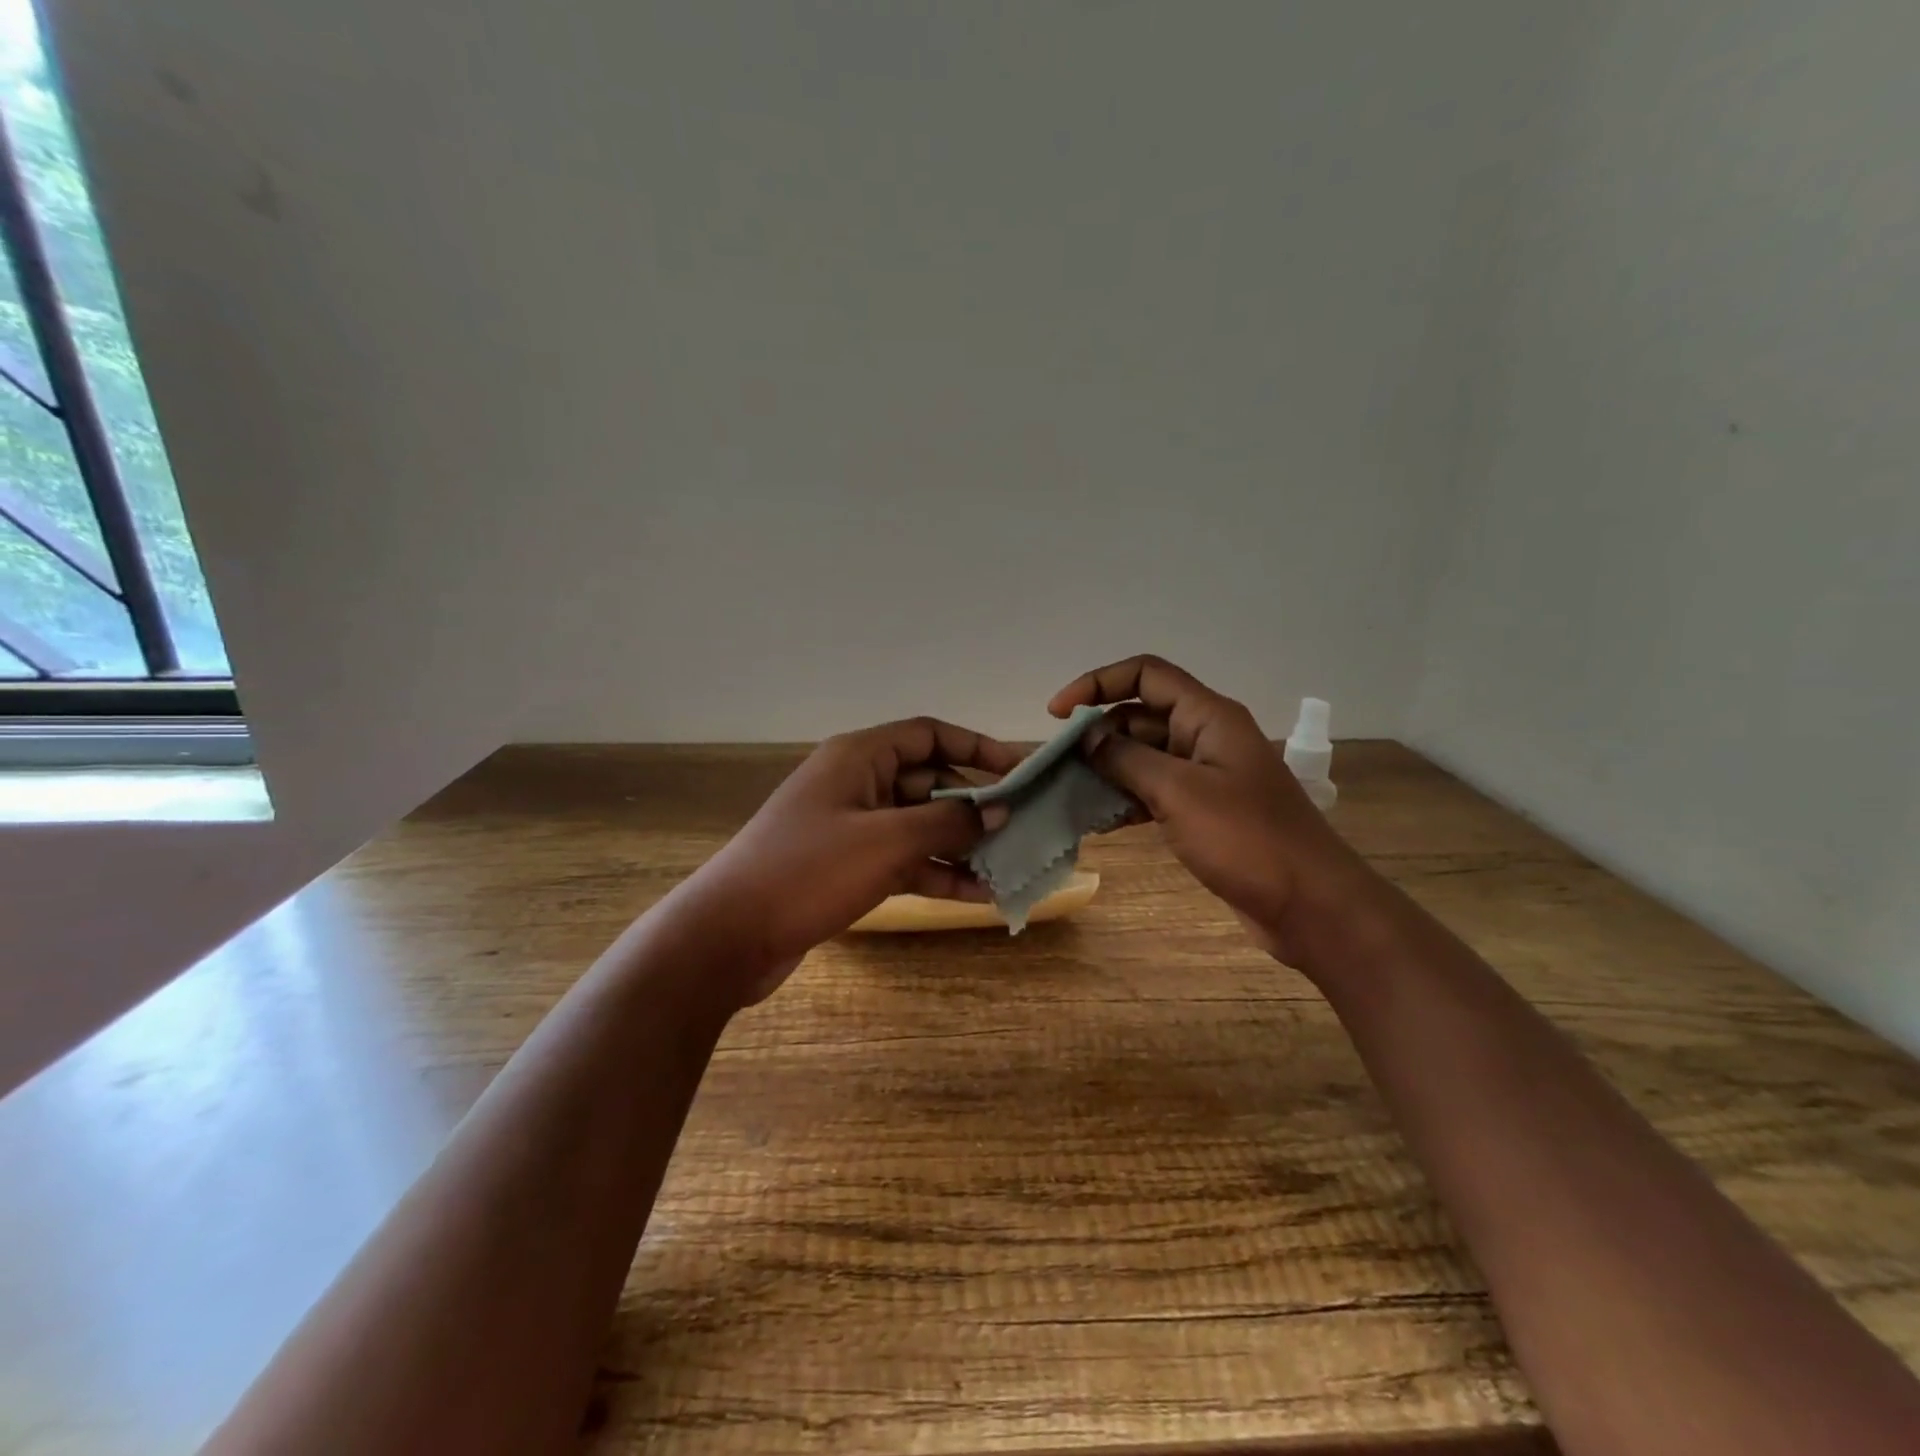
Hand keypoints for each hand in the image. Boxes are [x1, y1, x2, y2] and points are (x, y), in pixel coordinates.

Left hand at [670, 718, 1021, 1000]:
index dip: (976, 746)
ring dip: (961, 844)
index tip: (1019, 770)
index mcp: (859, 757)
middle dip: (975, 804)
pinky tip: (976, 895)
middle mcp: (857, 784)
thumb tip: (999, 809)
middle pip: (929, 782)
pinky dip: (936, 873)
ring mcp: (852, 828)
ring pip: (919, 825)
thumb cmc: (809, 870)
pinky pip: (903, 860)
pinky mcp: (848, 867)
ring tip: (1009, 865)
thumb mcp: (887, 841)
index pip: (929, 735)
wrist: (729, 935)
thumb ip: (948, 821)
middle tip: (1024, 826)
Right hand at [1050, 655, 1383, 965]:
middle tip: (1055, 764)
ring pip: (1143, 756)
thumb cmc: (1247, 839)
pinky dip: (1125, 799)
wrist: (1310, 905)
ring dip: (1106, 768)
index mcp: (1207, 716)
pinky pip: (1153, 792)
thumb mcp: (1179, 792)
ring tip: (1066, 792)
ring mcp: (1205, 776)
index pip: (1145, 675)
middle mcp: (1205, 737)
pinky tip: (1097, 819)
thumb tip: (1084, 736)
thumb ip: (1126, 759)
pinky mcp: (1203, 812)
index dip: (1097, 683)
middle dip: (1096, 733)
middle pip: (1139, 715)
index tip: (1058, 714)